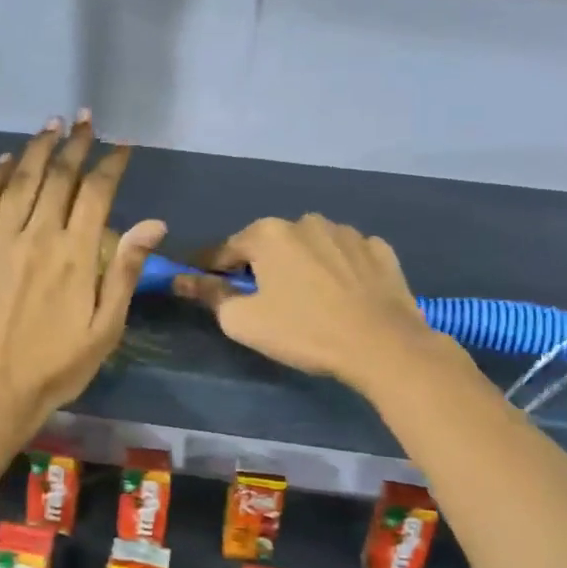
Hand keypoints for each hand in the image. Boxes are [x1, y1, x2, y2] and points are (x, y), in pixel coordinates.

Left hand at [0, 113, 164, 435]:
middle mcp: (38, 236)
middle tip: (85, 119)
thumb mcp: (105, 327)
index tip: (121, 146)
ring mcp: (1, 240)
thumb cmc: (57, 364)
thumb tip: (154, 223)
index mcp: (76, 254)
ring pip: (20, 181)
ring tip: (50, 124)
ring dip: (36, 149)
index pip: (97, 194)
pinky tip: (4, 160)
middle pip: (58, 177)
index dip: (110, 165)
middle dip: (75, 144)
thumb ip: (125, 271)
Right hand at [172, 214, 441, 396]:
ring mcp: (347, 232)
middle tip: (264, 302)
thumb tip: (183, 279)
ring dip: (302, 266)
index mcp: (268, 233)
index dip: (212, 271)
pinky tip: (343, 296)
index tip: (206, 287)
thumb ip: (210, 295)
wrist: (383, 346)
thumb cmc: (304, 331)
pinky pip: (346, 256)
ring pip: (310, 247)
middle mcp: (306, 221)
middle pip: (269, 245)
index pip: (225, 250)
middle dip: (261, 267)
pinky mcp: (379, 250)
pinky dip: (338, 270)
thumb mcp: (243, 321)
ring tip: (308, 300)